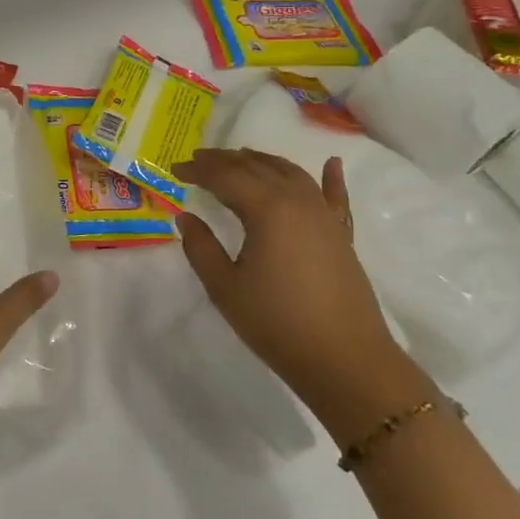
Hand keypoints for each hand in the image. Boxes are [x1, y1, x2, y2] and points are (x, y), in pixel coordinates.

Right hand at [174, 148, 407, 412]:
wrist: (345, 361)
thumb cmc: (277, 323)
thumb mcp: (225, 287)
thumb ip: (201, 248)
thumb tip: (186, 217)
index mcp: (267, 208)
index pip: (225, 177)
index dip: (198, 169)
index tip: (174, 168)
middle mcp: (298, 201)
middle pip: (257, 167)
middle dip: (225, 160)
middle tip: (198, 159)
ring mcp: (324, 216)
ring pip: (291, 174)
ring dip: (263, 161)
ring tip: (241, 156)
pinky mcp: (341, 235)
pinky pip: (335, 197)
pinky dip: (331, 178)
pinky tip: (332, 163)